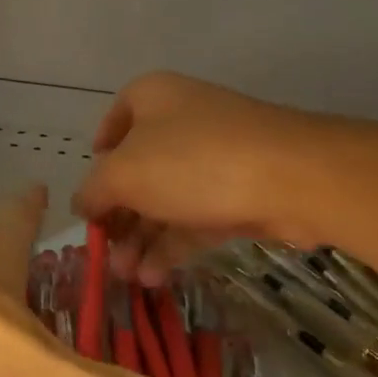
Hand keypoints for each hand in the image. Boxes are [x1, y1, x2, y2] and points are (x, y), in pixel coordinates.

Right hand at [70, 72, 323, 283]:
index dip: (97, 162)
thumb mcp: (123, 174)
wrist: (294, 178)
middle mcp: (180, 121)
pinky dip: (171, 246)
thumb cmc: (192, 161)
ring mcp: (214, 158)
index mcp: (150, 99)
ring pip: (165, 199)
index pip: (112, 125)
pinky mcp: (240, 192)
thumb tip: (82, 204)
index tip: (90, 197)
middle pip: (137, 170)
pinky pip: (194, 218)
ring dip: (141, 239)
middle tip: (104, 253)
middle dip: (118, 216)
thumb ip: (93, 191)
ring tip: (126, 277)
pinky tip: (153, 277)